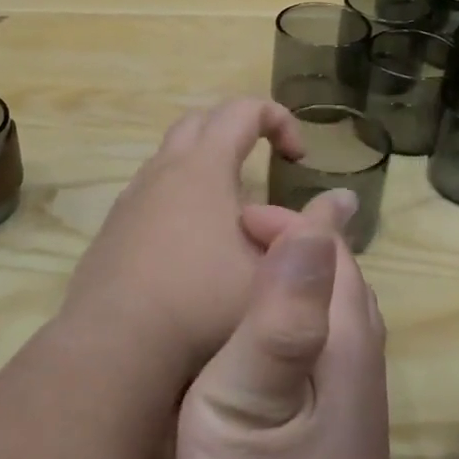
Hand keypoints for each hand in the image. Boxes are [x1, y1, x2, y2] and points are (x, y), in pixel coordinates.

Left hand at [57, 99, 306, 380]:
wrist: (115, 347)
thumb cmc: (202, 305)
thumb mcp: (273, 272)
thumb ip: (313, 232)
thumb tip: (345, 200)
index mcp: (204, 167)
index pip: (243, 110)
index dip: (279, 120)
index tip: (299, 158)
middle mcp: (163, 171)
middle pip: (201, 122)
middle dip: (239, 130)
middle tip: (265, 164)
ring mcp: (132, 198)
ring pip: (170, 156)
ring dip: (206, 164)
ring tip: (232, 207)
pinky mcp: (113, 228)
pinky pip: (151, 190)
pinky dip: (179, 194)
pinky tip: (192, 242)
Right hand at [173, 200, 399, 458]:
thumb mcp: (244, 404)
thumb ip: (276, 316)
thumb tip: (309, 226)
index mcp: (342, 340)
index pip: (329, 249)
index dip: (287, 221)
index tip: (233, 221)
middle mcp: (362, 356)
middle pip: (341, 273)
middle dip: (294, 240)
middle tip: (235, 237)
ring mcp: (359, 393)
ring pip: (339, 306)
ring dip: (299, 275)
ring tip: (246, 271)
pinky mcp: (346, 421)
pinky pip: (329, 337)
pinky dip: (301, 312)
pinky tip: (266, 335)